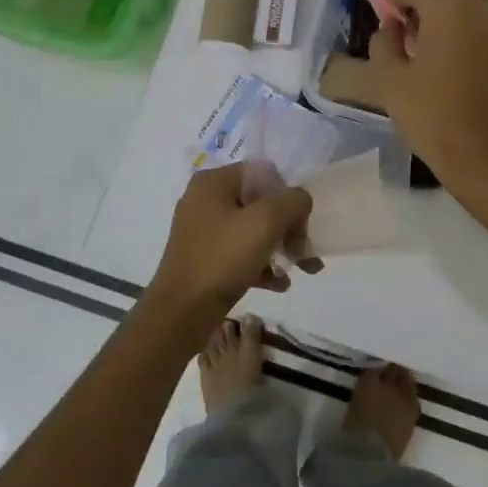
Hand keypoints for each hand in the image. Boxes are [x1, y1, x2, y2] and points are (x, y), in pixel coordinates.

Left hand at [148, 164, 319, 319]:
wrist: (181, 313)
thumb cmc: (223, 258)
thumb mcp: (266, 221)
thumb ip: (292, 201)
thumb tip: (300, 200)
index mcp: (213, 182)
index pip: (263, 173)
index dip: (287, 194)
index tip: (301, 222)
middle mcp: (204, 200)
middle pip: (260, 203)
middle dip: (289, 227)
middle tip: (306, 250)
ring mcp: (202, 231)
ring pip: (253, 230)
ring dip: (280, 247)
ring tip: (303, 269)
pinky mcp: (204, 258)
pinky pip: (240, 253)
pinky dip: (262, 264)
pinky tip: (280, 284)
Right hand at [366, 0, 487, 199]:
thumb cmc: (433, 117)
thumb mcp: (387, 82)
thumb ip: (382, 44)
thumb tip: (391, 29)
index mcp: (451, 7)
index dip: (395, 0)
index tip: (390, 32)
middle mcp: (487, 9)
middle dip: (424, 13)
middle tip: (410, 51)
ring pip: (473, 16)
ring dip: (453, 30)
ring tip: (440, 68)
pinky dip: (477, 49)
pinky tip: (469, 84)